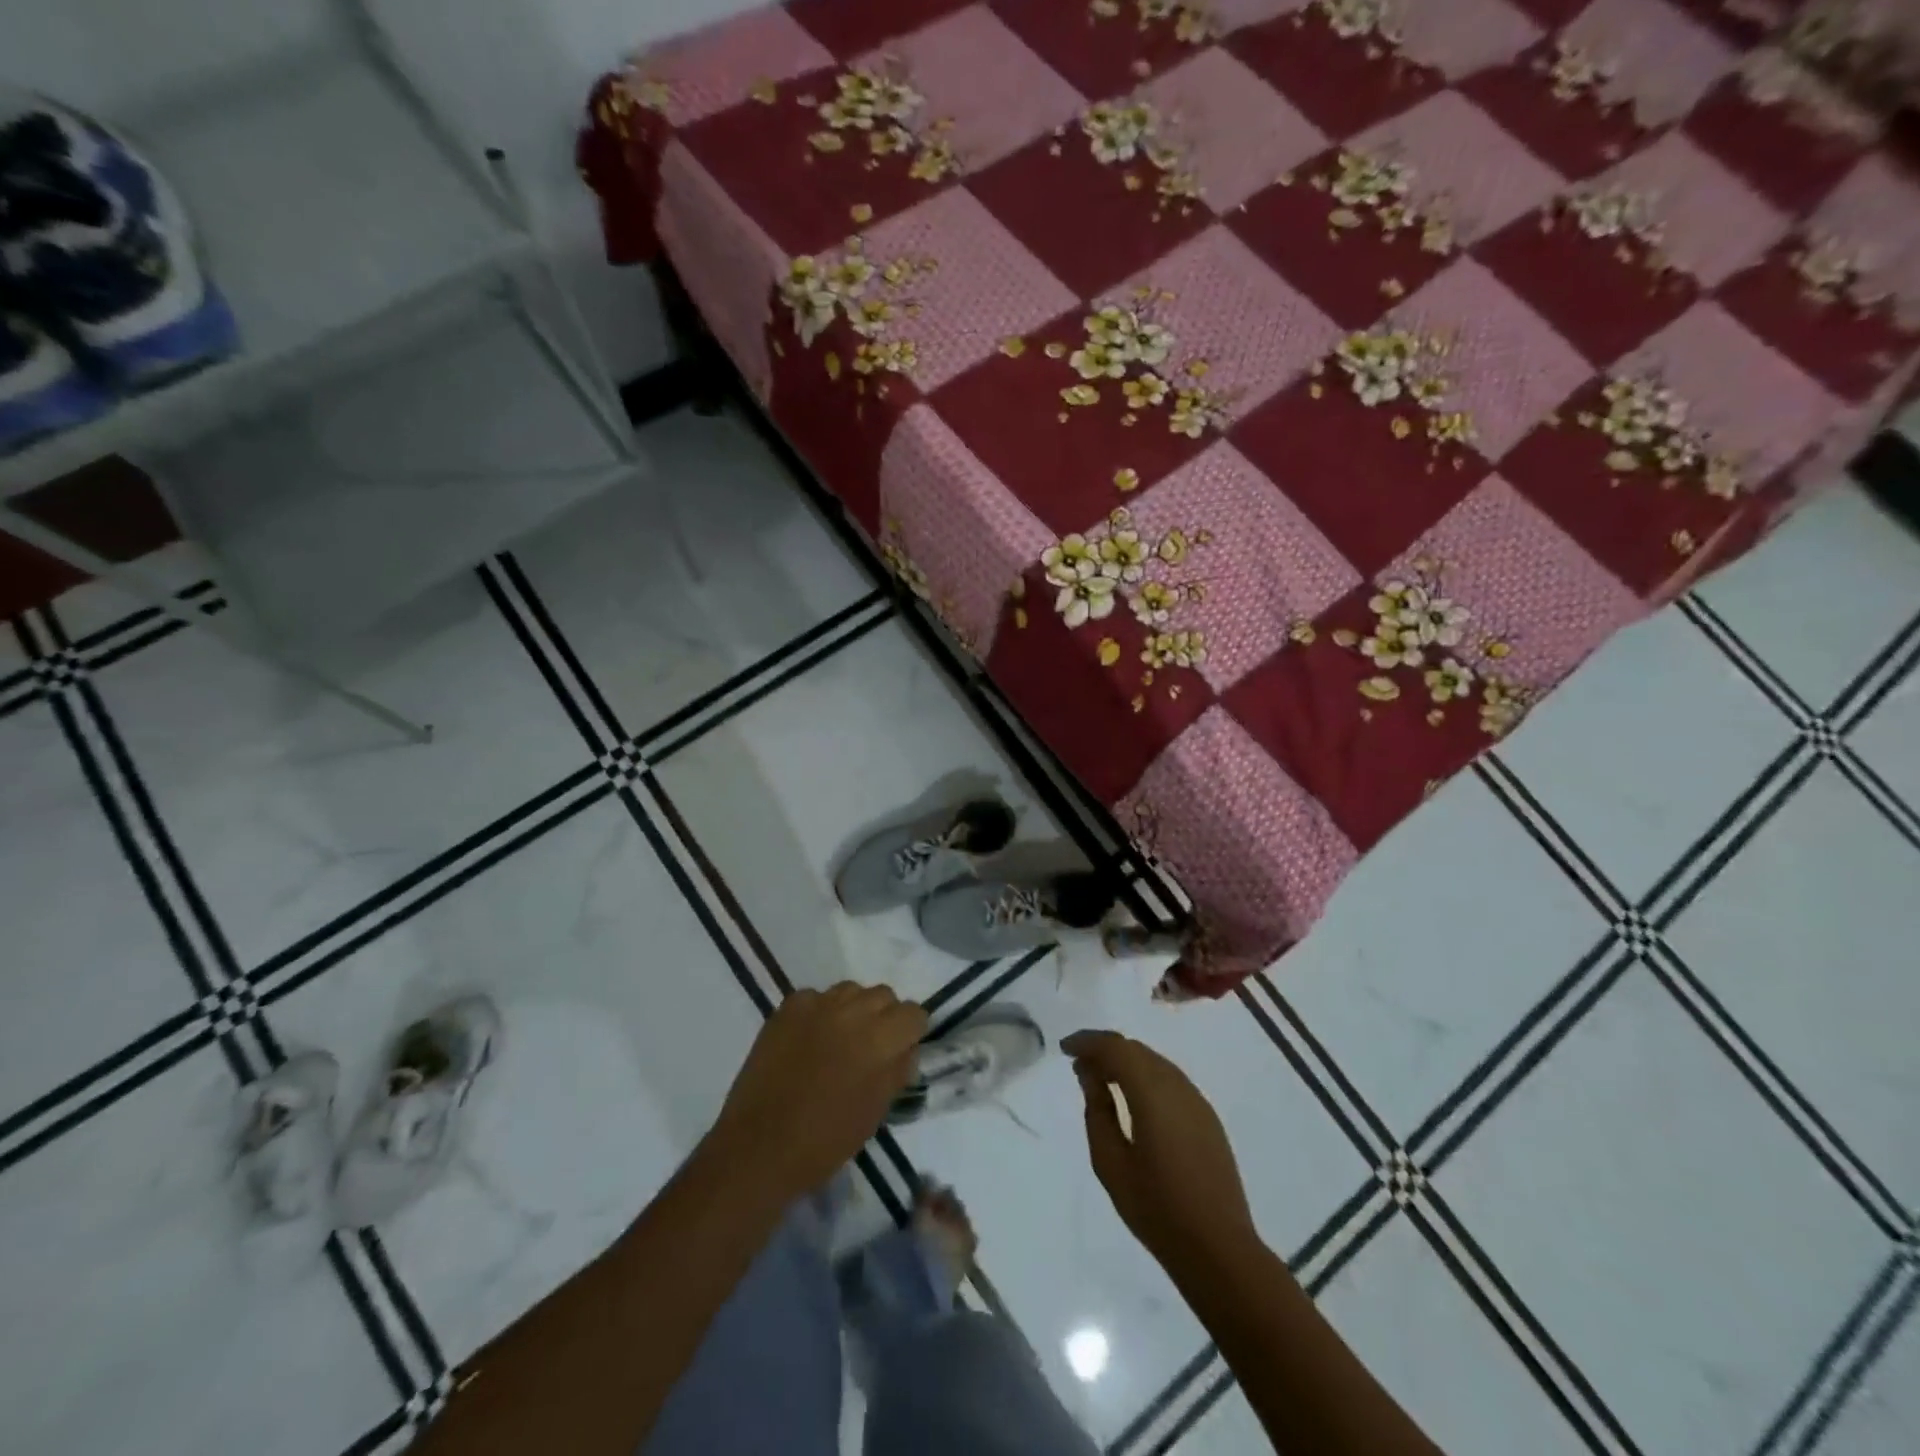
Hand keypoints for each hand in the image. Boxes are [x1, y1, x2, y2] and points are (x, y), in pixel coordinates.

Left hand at [709, 983, 927, 1201]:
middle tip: (870, 1046)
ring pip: (851, 990)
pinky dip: (818, 1013)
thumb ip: (896, 1071)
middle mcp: (853, 1011)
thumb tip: (906, 1049)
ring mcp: (818, 1004)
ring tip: (839, 1039)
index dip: (910, 1032)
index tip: (900, 1050)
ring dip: (853, 1009)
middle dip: (884, 1017)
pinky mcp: (788, 1007)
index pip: (913, 1013)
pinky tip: (808, 1040)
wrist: (759, 1146)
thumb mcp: (875, 1112)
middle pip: (884, 995)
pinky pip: (816, 997)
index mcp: (881, 1040)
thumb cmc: (825, 1140)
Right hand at [1065, 1029, 1257, 1269]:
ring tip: (1101, 1079)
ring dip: (1126, 1062)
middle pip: (1136, 1050)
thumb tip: (1091, 1075)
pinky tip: (1133, 1098)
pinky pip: (1170, 1080)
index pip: (1116, 1048)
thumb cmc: (1156, 1208)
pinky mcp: (1207, 1118)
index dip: (1088, 1042)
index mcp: (1152, 1093)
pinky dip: (1145, 1077)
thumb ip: (1098, 1111)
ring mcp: (1197, 1101)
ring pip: (1154, 1062)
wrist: (1219, 1250)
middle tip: (1079, 1065)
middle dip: (1105, 1050)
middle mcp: (1177, 1086)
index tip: (1065, 1050)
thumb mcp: (1111, 1162)